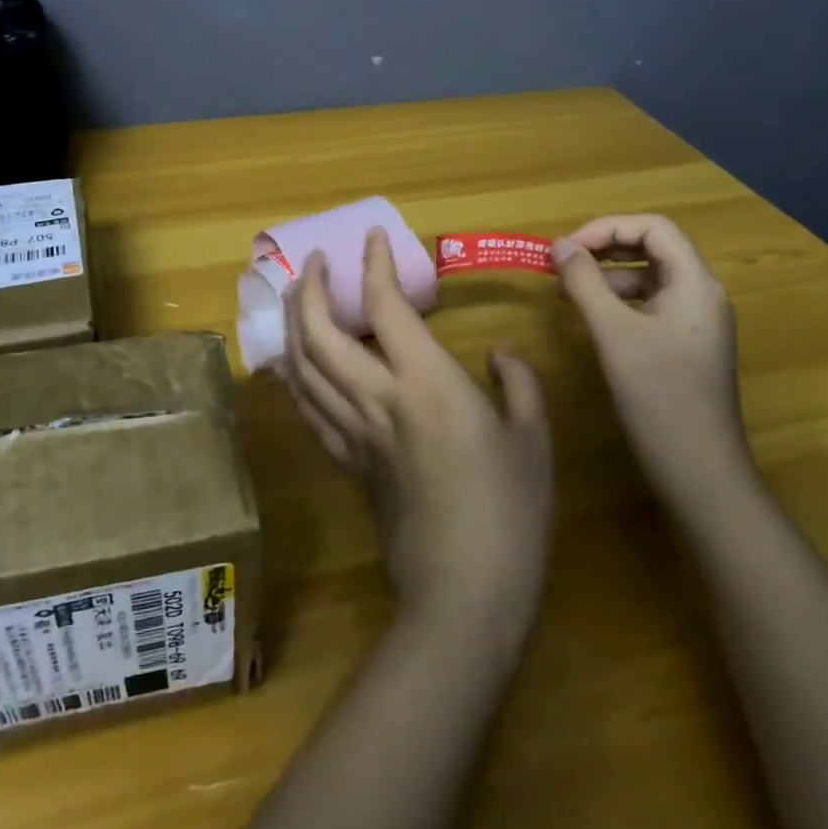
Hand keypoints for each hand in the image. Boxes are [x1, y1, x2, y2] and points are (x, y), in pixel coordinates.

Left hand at [279, 228, 553, 650]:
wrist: (463, 592)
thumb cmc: (510, 512)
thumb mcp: (534, 439)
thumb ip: (517, 382)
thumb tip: (498, 353)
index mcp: (426, 383)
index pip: (386, 306)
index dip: (375, 264)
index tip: (373, 236)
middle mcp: (378, 398)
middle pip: (319, 332)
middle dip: (311, 288)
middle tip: (318, 263)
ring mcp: (354, 431)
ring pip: (302, 366)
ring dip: (293, 324)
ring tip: (300, 298)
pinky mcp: (346, 461)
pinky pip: (307, 407)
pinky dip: (294, 374)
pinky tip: (295, 361)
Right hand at [552, 214, 752, 508]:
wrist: (700, 471)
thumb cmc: (659, 396)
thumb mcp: (614, 333)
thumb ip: (585, 283)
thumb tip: (560, 245)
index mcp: (694, 284)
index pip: (653, 228)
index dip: (607, 228)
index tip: (566, 248)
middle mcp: (700, 295)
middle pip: (652, 249)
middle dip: (603, 249)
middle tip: (561, 264)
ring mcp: (694, 323)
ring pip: (647, 278)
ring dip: (605, 276)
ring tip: (565, 292)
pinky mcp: (683, 346)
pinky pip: (648, 306)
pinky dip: (615, 302)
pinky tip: (589, 319)